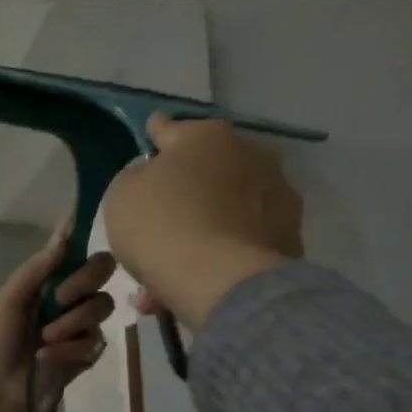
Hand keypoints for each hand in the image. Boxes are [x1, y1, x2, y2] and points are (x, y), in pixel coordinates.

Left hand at [0, 224, 117, 411]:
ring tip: (44, 339)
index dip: (83, 233)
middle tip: (61, 298)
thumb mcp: (8, 303)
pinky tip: (46, 358)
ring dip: (70, 322)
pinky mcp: (90, 352)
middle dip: (83, 282)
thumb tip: (63, 234)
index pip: (76, 249)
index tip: (85, 223)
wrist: (1, 392)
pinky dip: (67, 350)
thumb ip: (35, 270)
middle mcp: (71, 296)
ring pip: (101, 306)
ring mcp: (83, 324)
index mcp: (48, 279)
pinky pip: (94, 340)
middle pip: (103, 269)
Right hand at [102, 116, 303, 329]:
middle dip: (186, 191)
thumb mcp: (122, 195)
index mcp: (205, 136)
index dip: (157, 134)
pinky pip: (243, 242)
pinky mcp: (289, 236)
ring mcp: (276, 196)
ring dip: (204, 228)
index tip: (153, 133)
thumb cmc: (160, 226)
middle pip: (207, 170)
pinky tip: (199, 281)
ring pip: (227, 210)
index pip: (171, 129)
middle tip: (161, 220)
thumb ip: (136, 178)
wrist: (218, 279)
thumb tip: (154, 177)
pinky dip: (223, 255)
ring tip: (176, 265)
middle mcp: (249, 154)